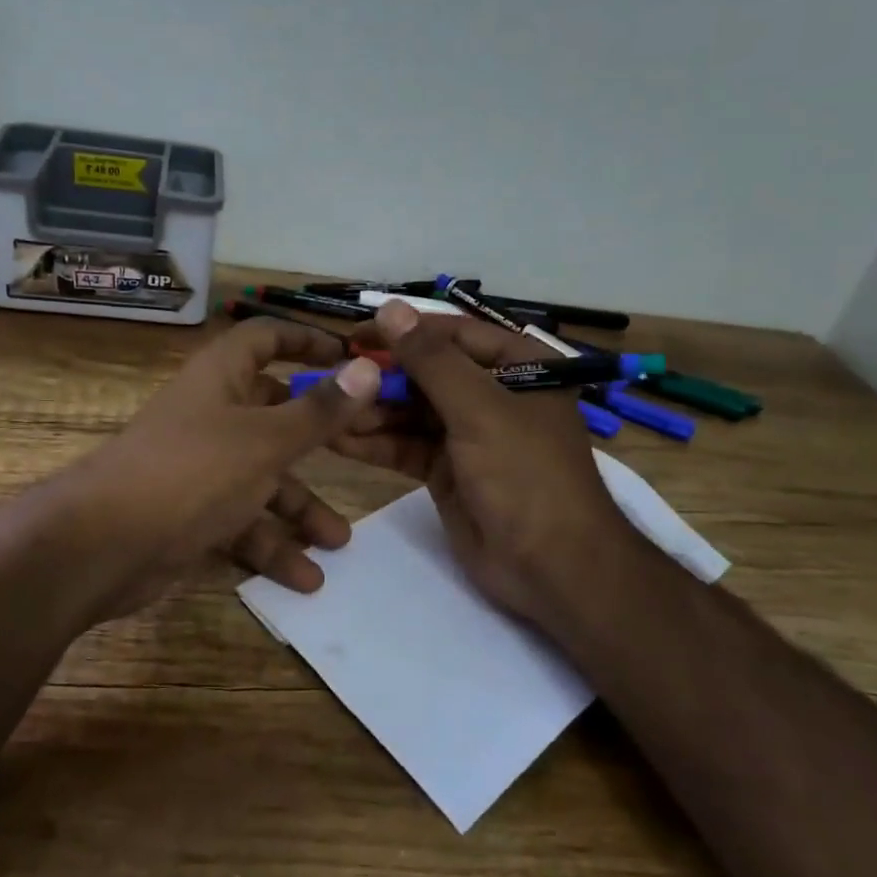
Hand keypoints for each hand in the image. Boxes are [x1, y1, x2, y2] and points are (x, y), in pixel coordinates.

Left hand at [47, 317, 382, 623]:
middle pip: (275, 415)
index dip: (307, 341)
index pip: (266, 339)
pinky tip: (305, 578)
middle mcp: (212, 415)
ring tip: (340, 543)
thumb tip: (369, 367)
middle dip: (319, 441)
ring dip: (300, 509)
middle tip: (365, 454)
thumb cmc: (191, 472)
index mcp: (221, 378)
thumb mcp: (265, 441)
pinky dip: (270, 546)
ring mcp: (201, 466)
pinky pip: (242, 521)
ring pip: (263, 478)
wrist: (103, 546)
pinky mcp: (193, 513)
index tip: (352, 357)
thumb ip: (319, 411)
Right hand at [333, 302, 639, 635]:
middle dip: (381, 377)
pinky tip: (337, 439)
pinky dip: (375, 443)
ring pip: (411, 411)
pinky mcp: (446, 470)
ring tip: (325, 411)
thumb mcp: (480, 410)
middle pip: (427, 373)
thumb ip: (432, 360)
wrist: (551, 568)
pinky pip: (406, 446)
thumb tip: (391, 308)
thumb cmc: (525, 475)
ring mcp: (468, 434)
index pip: (453, 334)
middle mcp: (493, 394)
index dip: (404, 332)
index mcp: (519, 367)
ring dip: (371, 411)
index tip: (355, 335)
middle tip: (332, 378)